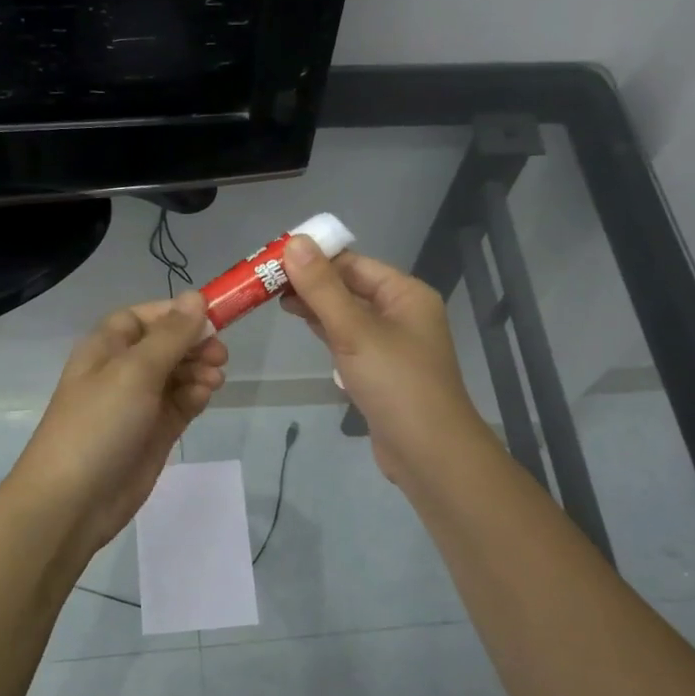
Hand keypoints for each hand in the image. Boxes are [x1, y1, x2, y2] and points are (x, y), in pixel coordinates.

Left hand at [8, 291, 227, 558]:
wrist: (73, 500)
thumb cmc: (98, 424)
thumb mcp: (135, 371)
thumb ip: (171, 336)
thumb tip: (195, 297)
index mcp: (105, 348)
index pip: (142, 317)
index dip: (174, 314)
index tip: (210, 316)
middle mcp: (121, 371)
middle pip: (165, 345)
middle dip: (193, 344)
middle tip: (220, 353)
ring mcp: (138, 404)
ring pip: (177, 374)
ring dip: (198, 370)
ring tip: (215, 379)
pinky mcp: (154, 433)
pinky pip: (180, 404)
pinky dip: (195, 396)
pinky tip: (205, 396)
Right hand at [279, 238, 489, 484]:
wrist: (429, 453)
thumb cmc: (395, 384)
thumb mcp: (354, 331)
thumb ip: (322, 289)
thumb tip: (295, 242)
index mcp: (406, 294)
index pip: (354, 263)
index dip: (315, 258)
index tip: (273, 259)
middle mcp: (403, 313)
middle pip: (351, 287)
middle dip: (312, 283)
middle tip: (265, 282)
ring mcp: (393, 345)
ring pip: (349, 316)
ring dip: (317, 308)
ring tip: (275, 302)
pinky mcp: (382, 372)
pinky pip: (351, 342)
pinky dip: (328, 334)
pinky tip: (305, 330)